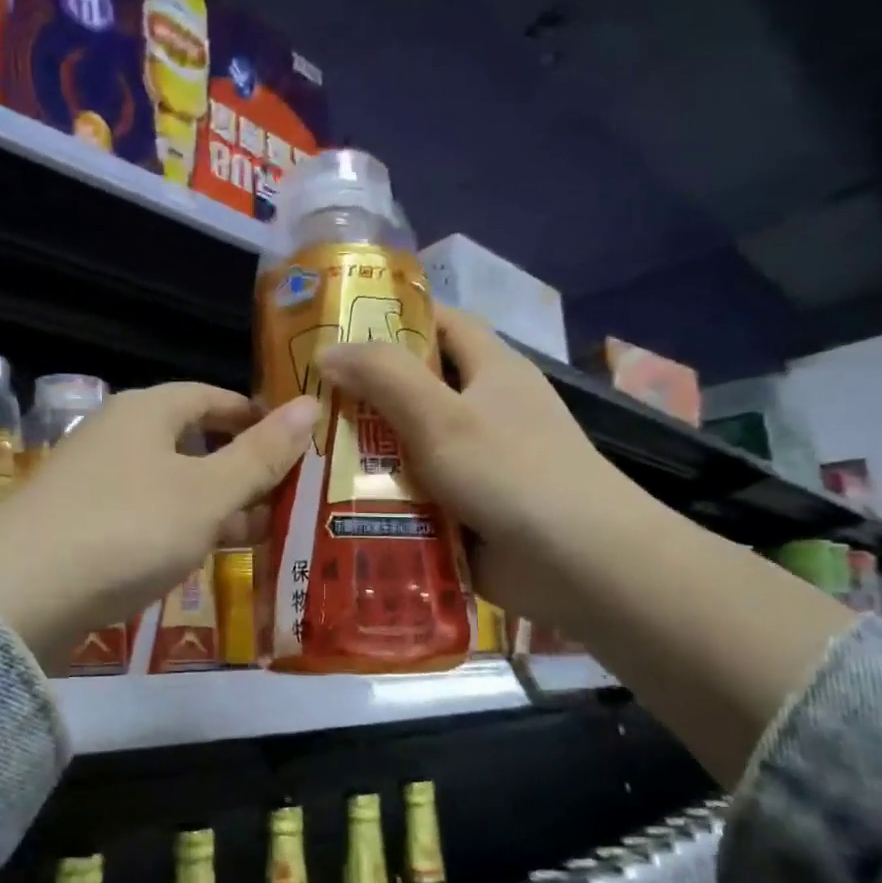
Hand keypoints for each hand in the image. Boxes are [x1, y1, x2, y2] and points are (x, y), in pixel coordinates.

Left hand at [0, 384, 320, 671]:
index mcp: (146, 412)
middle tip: (287, 497)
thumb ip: (259, 454)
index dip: (254, 415)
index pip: (210, 397)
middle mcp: (116, 437)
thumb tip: (311, 404)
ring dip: (214, 506)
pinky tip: (202, 557)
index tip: (293, 441)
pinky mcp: (79, 527)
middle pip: (190, 442)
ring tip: (261, 533)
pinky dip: (179, 531)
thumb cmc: (128, 527)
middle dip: (240, 468)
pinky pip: (145, 518)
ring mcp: (93, 484)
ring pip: (169, 485)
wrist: (21, 593)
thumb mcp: (207, 492)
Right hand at [316, 306, 620, 623]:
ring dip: (364, 453)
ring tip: (303, 455)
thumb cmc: (512, 472)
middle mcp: (483, 410)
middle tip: (302, 402)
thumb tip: (325, 351)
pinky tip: (332, 504)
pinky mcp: (465, 509)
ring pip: (408, 446)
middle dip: (362, 394)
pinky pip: (413, 494)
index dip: (393, 318)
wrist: (578, 564)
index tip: (336, 329)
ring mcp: (474, 463)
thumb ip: (384, 377)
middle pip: (415, 389)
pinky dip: (380, 498)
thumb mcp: (442, 416)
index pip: (440, 322)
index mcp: (490, 370)